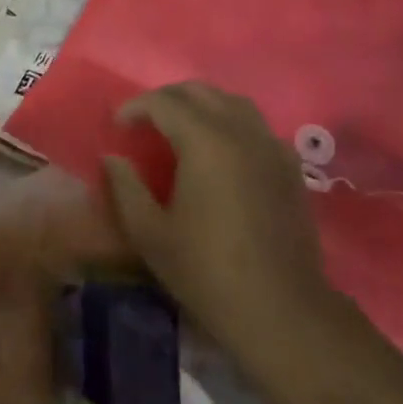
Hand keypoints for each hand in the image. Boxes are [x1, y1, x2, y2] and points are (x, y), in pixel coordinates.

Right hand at [104, 83, 339, 373]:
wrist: (282, 311)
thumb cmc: (208, 272)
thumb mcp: (151, 234)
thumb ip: (126, 188)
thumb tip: (113, 158)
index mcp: (205, 141)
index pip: (163, 102)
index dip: (135, 107)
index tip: (118, 126)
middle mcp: (240, 131)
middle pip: (199, 92)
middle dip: (167, 99)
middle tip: (145, 122)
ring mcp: (271, 146)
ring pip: (232, 103)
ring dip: (201, 105)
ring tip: (181, 128)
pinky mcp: (290, 167)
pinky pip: (256, 126)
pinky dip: (232, 124)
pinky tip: (221, 152)